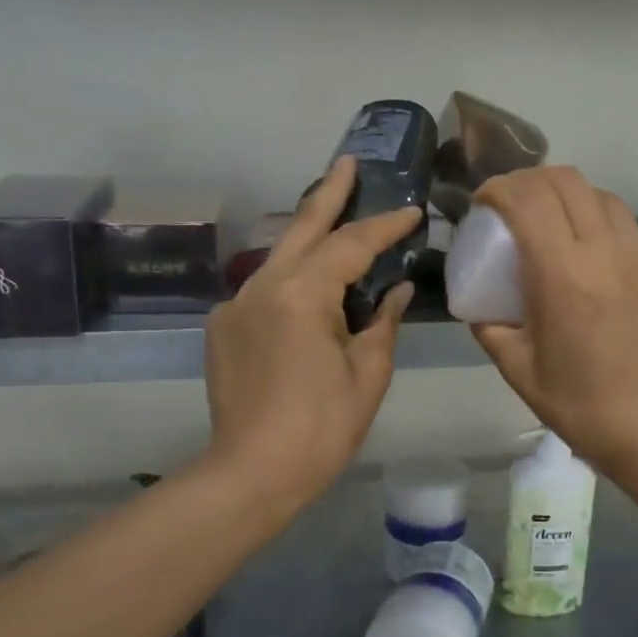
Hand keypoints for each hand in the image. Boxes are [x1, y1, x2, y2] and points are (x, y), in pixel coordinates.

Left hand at [202, 156, 419, 518]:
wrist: (250, 474)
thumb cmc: (321, 428)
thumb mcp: (368, 374)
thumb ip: (382, 322)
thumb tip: (394, 291)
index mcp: (301, 294)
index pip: (351, 244)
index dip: (385, 226)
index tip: (413, 211)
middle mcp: (261, 286)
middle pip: (302, 227)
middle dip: (329, 192)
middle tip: (349, 162)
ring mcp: (236, 304)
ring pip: (280, 256)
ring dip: (310, 235)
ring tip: (335, 215)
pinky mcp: (223, 326)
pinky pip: (265, 288)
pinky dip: (292, 278)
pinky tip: (309, 290)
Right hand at [471, 168, 637, 471]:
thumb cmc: (577, 403)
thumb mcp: (516, 367)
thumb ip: (489, 326)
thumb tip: (480, 304)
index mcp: (563, 274)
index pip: (528, 199)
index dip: (499, 188)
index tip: (485, 202)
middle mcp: (608, 253)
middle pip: (568, 181)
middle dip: (532, 181)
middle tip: (517, 204)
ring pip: (607, 200)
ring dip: (574, 201)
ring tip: (561, 227)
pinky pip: (637, 238)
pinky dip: (611, 239)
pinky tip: (606, 272)